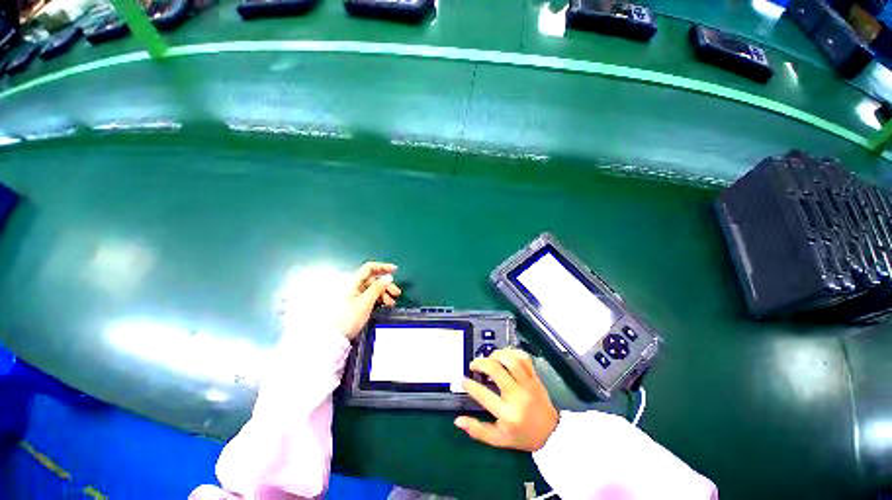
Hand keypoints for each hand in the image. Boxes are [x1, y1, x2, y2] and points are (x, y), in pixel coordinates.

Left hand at [337, 261, 401, 338]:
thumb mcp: (365, 303)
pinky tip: (384, 304)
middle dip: (386, 285)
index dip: (383, 267)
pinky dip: (377, 298)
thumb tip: (388, 277)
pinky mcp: (354, 302)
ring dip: (383, 293)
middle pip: (373, 279)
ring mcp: (353, 294)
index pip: (369, 268)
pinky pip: (368, 295)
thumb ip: (377, 288)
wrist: (332, 337)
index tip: (395, 270)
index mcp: (353, 282)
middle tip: (396, 293)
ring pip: (372, 288)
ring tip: (391, 303)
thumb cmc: (348, 319)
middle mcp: (352, 285)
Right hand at [454, 349, 558, 451]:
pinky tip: (504, 355)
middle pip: (496, 370)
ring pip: (510, 360)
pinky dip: (512, 352)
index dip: (470, 385)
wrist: (552, 434)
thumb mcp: (499, 439)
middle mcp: (518, 396)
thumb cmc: (523, 436)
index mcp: (508, 414)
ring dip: (496, 355)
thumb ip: (478, 430)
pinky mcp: (535, 377)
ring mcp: (528, 384)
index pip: (484, 395)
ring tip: (488, 358)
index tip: (463, 380)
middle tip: (473, 365)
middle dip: (480, 363)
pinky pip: (524, 358)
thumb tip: (458, 421)